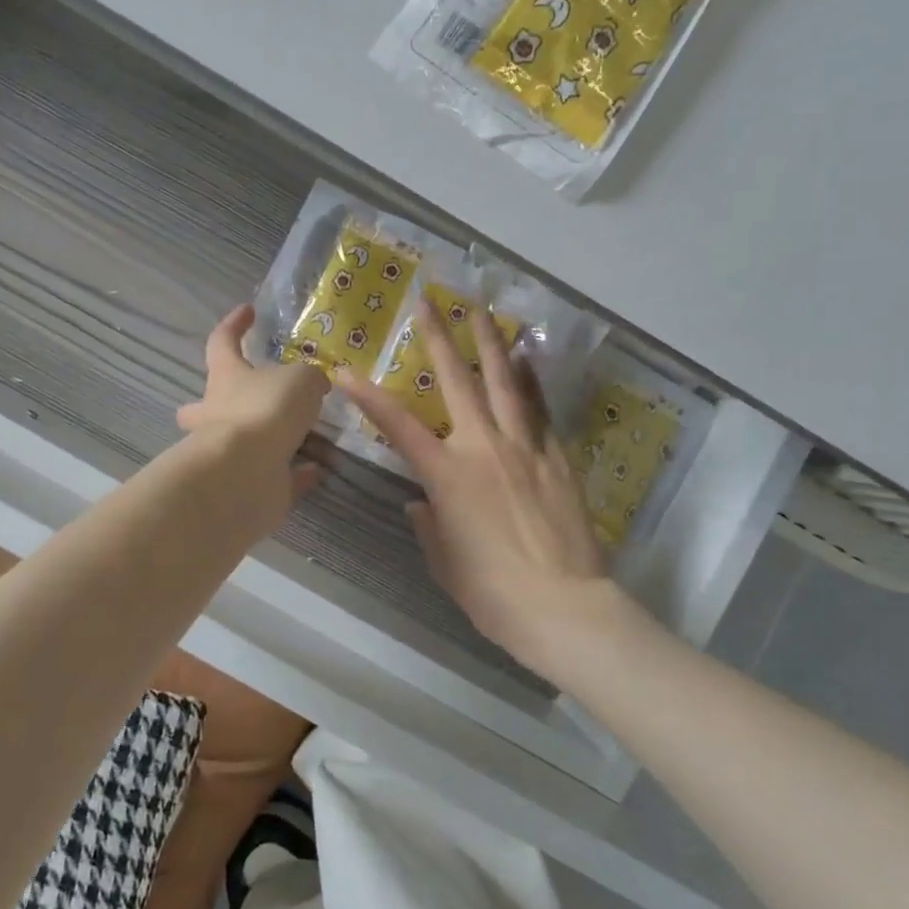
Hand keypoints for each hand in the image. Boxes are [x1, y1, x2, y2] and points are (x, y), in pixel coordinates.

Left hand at [177, 305, 330, 510]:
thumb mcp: (301, 379)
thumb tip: (314, 385)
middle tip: (241, 400)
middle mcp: (219, 414)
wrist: (247, 472)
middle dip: (217, 403)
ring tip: (315, 436)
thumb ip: (309, 379)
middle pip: (206, 405)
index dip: (234, 324)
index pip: (222, 342)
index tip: (248, 311)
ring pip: (246, 443)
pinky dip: (298, 472)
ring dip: (276, 439)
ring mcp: (231, 453)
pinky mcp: (250, 484)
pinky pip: (278, 476)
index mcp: (226, 377)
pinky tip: (322, 468)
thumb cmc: (266, 409)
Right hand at [336, 299, 609, 673]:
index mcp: (447, 476)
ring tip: (482, 312)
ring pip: (505, 384)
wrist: (565, 607)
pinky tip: (527, 360)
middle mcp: (483, 449)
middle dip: (439, 338)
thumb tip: (421, 503)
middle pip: (457, 382)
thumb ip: (430, 526)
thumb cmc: (494, 593)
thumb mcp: (447, 563)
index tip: (344, 371)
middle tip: (429, 302)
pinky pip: (540, 411)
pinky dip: (530, 383)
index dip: (367, 397)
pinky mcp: (557, 459)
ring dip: (490, 344)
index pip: (397, 426)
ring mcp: (525, 448)